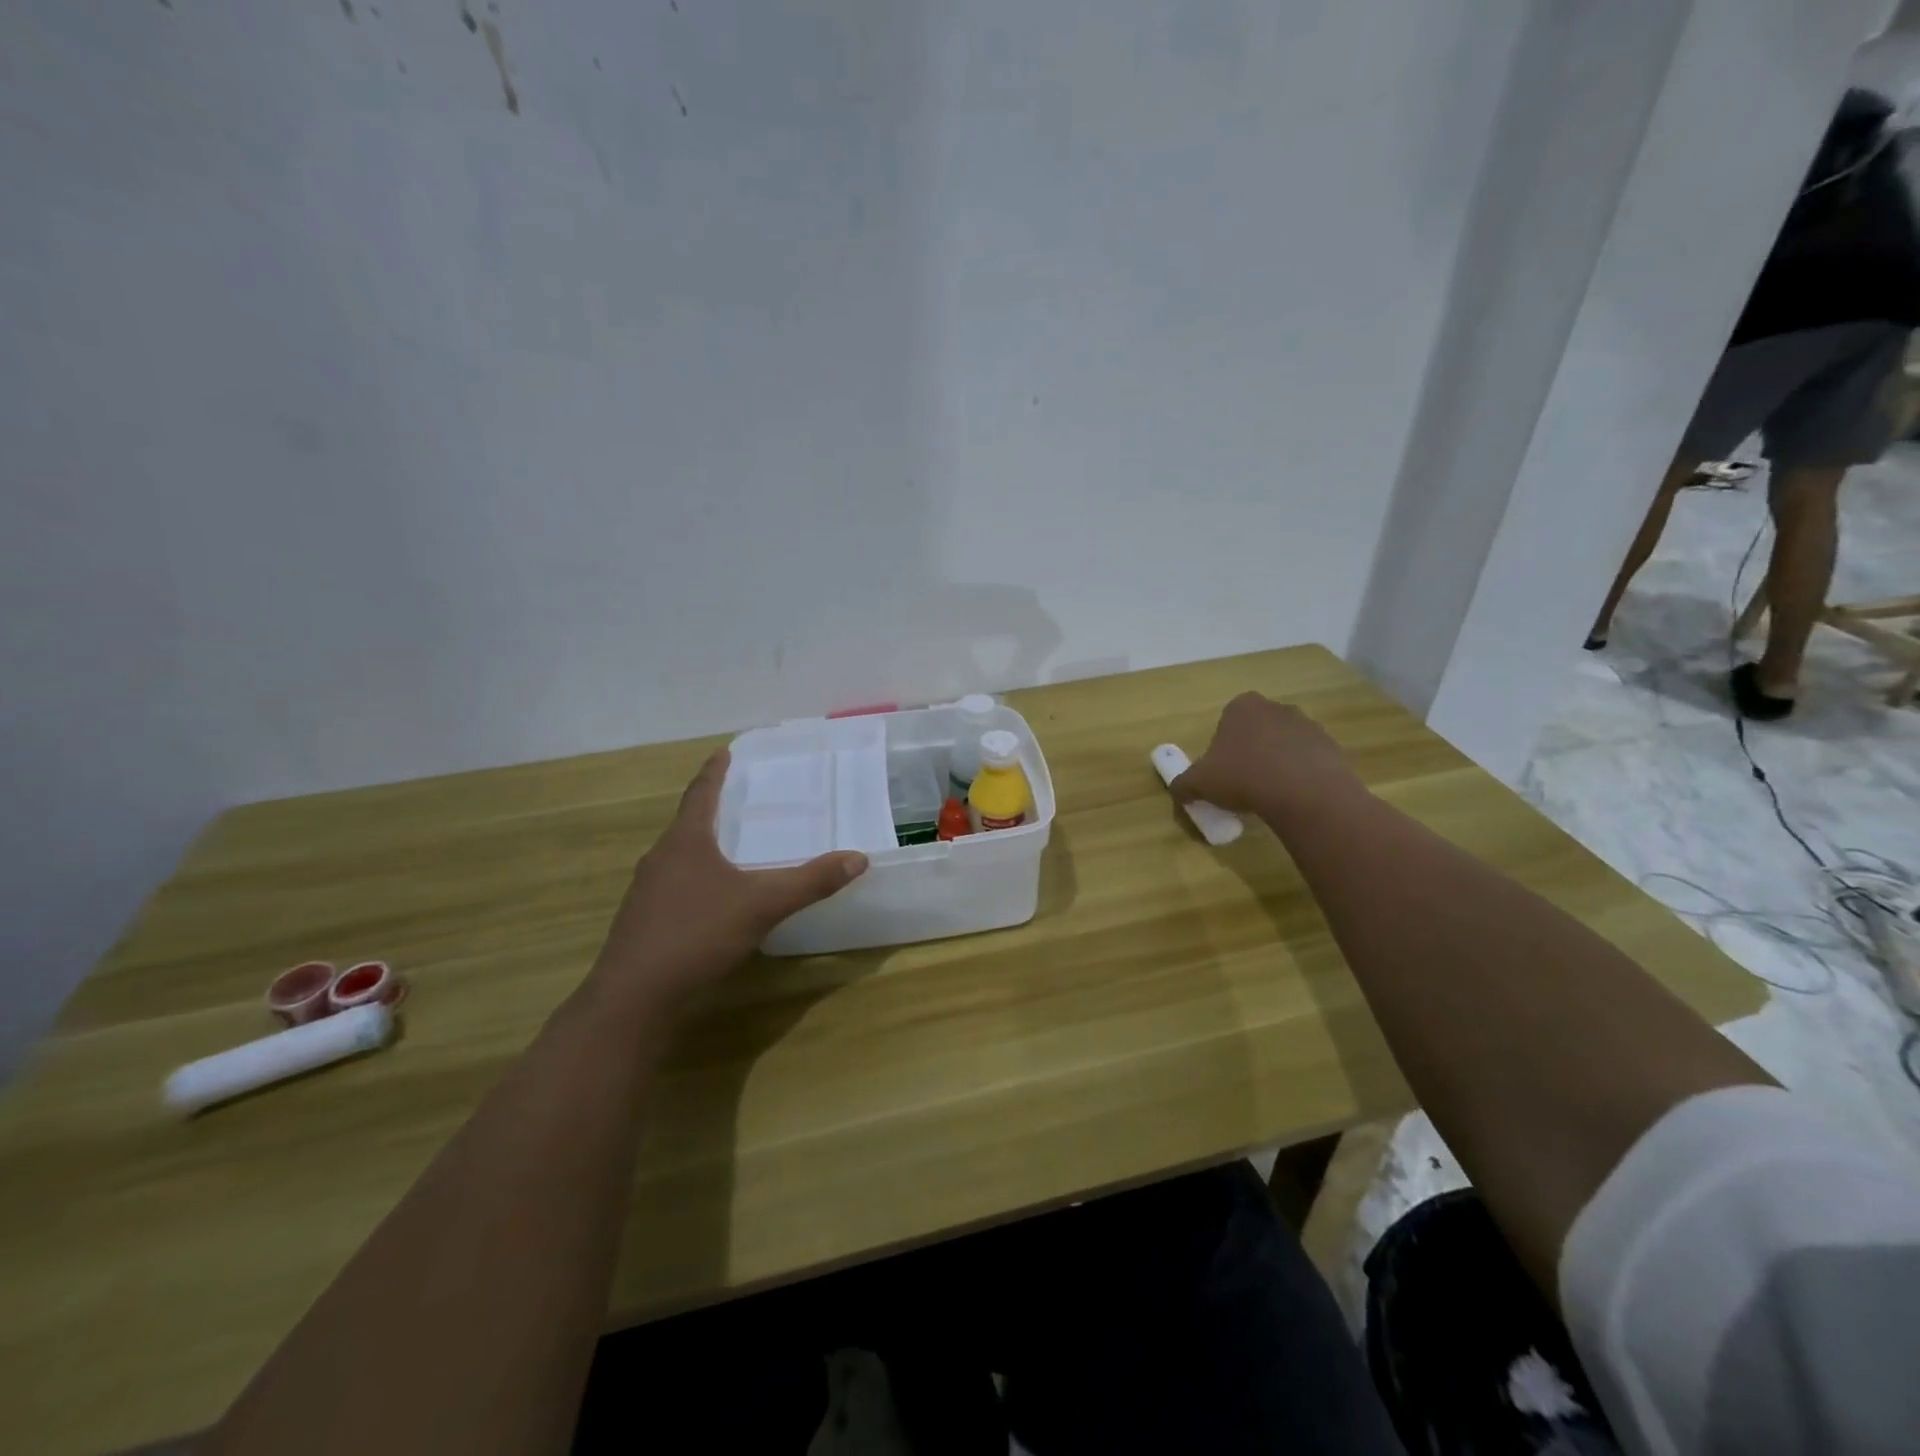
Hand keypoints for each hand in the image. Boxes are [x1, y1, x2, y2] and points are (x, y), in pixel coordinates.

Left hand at [593, 748, 867, 1008]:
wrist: (634, 998)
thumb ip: (810, 881)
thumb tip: (858, 858)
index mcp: (685, 841)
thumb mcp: (762, 905)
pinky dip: (695, 879)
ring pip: (678, 857)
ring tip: (727, 846)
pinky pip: (673, 886)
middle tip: (736, 799)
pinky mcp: (643, 922)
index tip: (723, 751)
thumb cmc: (697, 934)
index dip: (714, 772)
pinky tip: (711, 899)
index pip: (700, 793)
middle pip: (687, 823)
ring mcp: (646, 892)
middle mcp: (660, 858)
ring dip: (701, 846)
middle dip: (710, 809)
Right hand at [1172, 692, 1363, 821]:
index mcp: (1242, 707)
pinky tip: (1293, 798)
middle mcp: (1276, 708)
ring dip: (1276, 764)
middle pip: (1256, 731)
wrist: (1305, 793)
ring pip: (1283, 745)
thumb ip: (1183, 784)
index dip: (1221, 749)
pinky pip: (1308, 761)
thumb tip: (1179, 791)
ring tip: (1269, 795)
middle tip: (1243, 784)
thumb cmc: (1243, 777)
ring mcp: (1307, 725)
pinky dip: (1300, 776)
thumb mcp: (1199, 783)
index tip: (1221, 773)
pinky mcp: (1331, 747)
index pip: (1226, 723)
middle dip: (1250, 753)